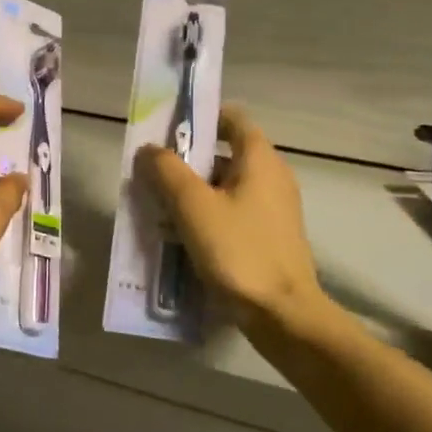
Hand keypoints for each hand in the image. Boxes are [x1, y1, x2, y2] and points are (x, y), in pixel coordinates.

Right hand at [135, 106, 321, 326]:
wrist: (283, 315)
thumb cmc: (238, 250)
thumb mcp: (193, 206)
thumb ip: (167, 171)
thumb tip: (148, 149)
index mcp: (260, 159)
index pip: (233, 118)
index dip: (201, 116)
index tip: (169, 128)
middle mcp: (273, 177)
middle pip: (226, 153)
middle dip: (188, 159)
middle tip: (154, 172)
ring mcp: (275, 209)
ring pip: (227, 186)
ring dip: (194, 190)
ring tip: (159, 206)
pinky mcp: (270, 237)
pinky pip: (234, 212)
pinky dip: (209, 214)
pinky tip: (183, 236)